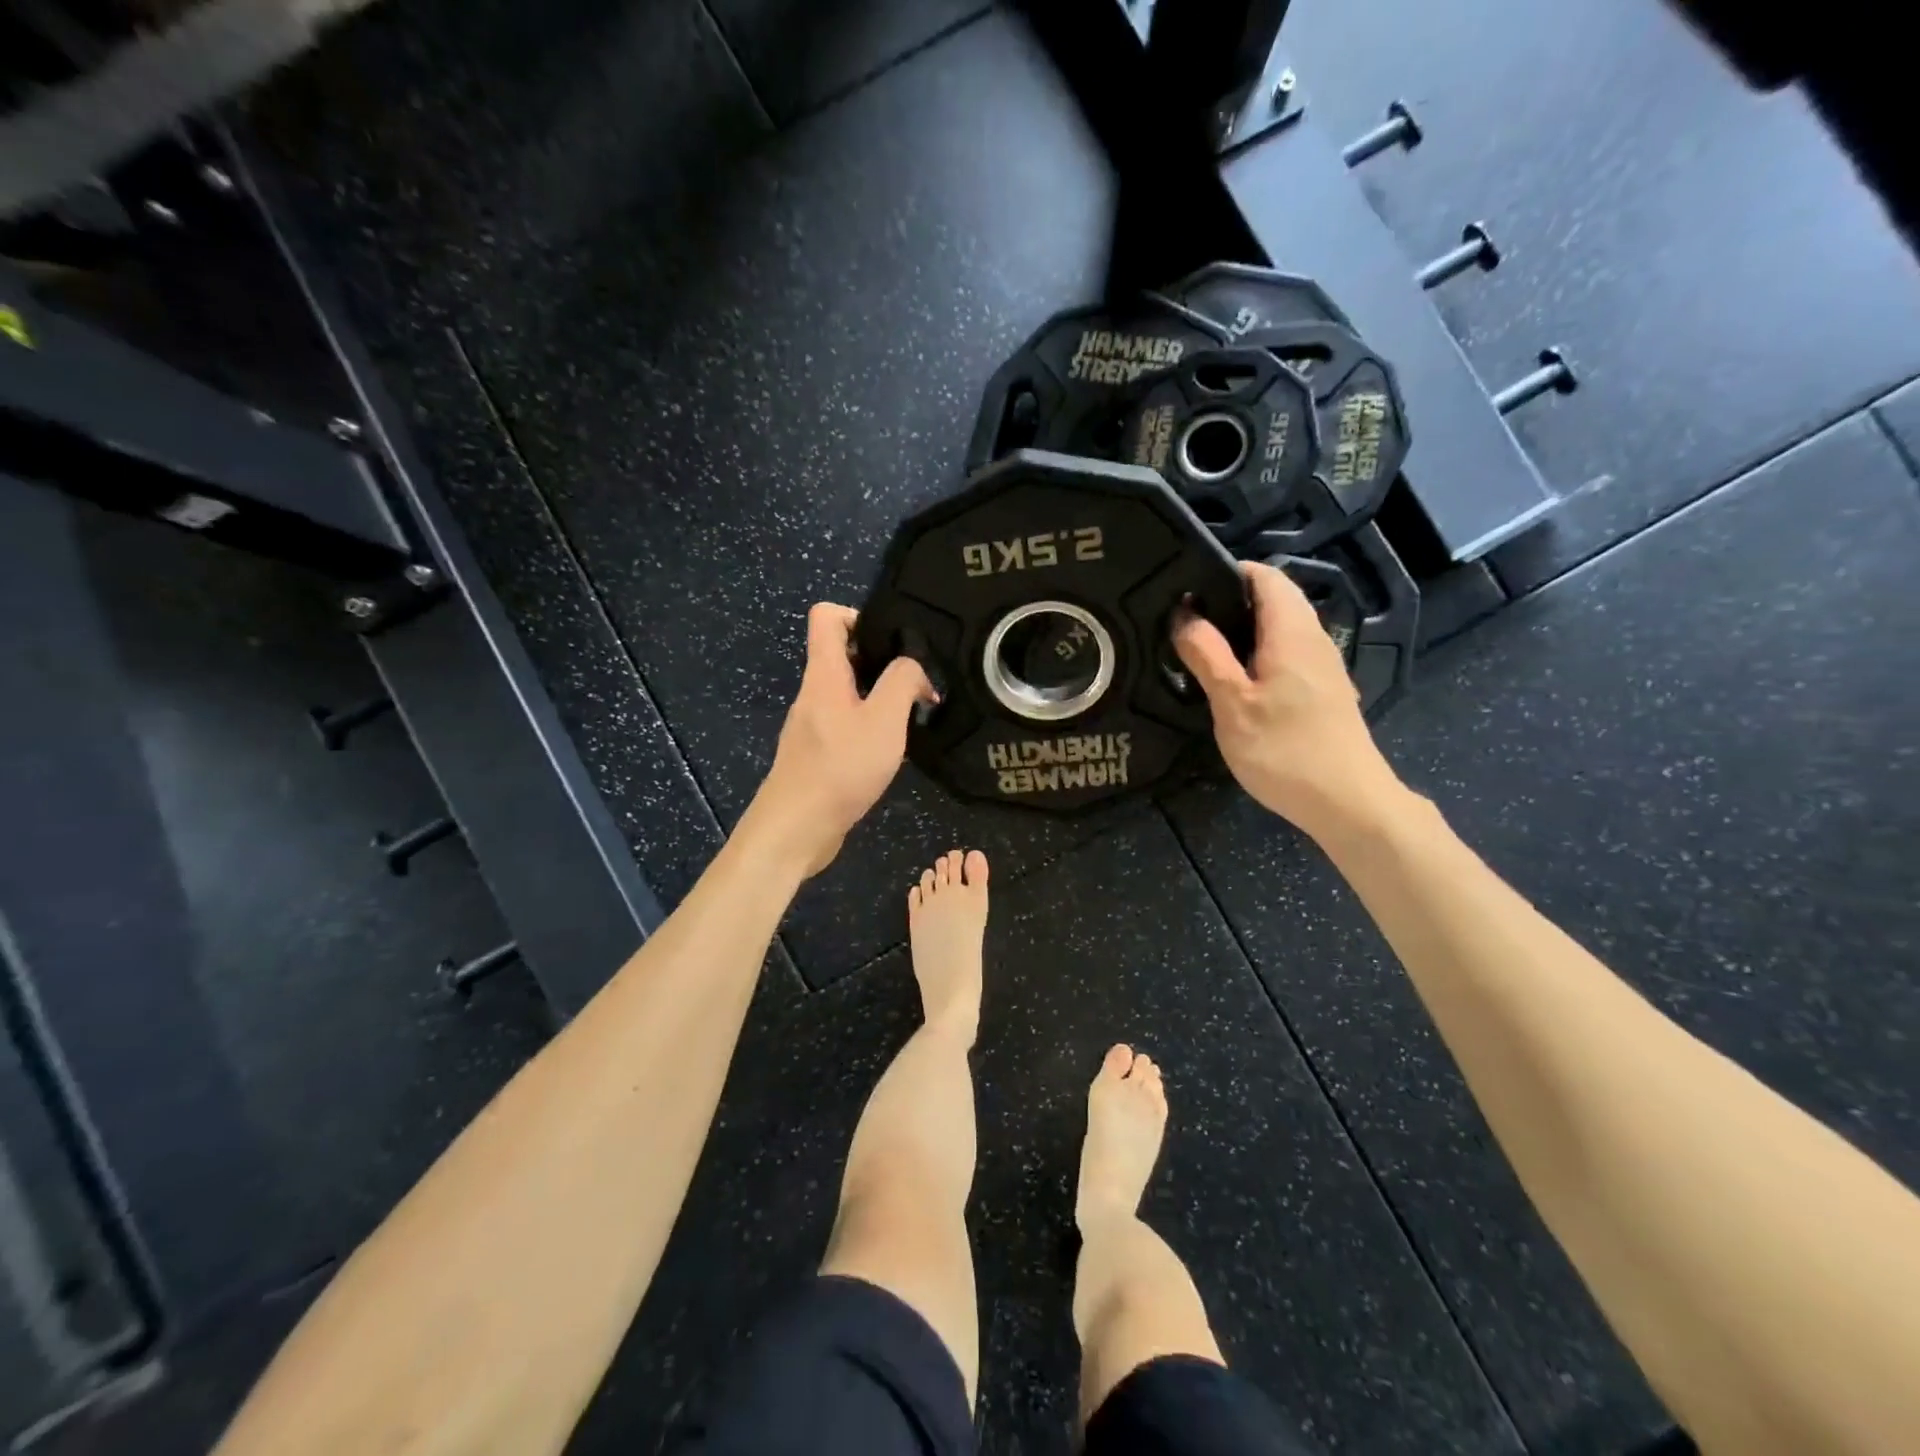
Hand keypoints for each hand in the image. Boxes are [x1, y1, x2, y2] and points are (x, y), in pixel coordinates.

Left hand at [747, 603, 935, 876]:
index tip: (893, 640)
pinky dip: (869, 727)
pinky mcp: (816, 754)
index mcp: (823, 674)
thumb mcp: (884, 720)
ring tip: (912, 715)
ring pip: (847, 693)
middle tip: (917, 682)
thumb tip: (914, 667)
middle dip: (882, 662)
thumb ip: (902, 682)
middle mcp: (813, 693)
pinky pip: (845, 724)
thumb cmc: (840, 768)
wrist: (796, 829)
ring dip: (879, 697)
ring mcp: (812, 725)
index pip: (827, 616)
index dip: (859, 615)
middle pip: (842, 655)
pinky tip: (891, 749)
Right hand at [1172, 561, 1406, 841]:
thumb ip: (1207, 654)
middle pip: (1274, 600)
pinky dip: (1259, 655)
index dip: (1228, 573)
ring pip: (1281, 629)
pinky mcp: (1324, 691)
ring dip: (1244, 632)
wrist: (1349, 802)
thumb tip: (1184, 615)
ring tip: (1203, 652)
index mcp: (1292, 632)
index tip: (1189, 590)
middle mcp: (1314, 639)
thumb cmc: (1285, 750)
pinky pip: (1288, 654)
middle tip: (1186, 625)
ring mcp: (1323, 666)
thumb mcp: (1232, 703)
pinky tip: (1236, 684)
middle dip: (1231, 603)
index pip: (1266, 576)